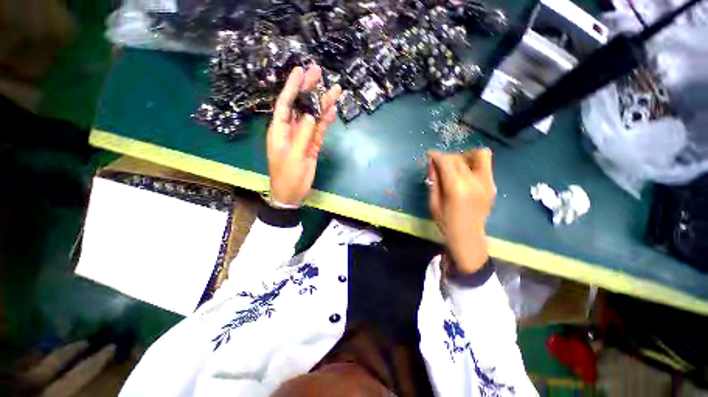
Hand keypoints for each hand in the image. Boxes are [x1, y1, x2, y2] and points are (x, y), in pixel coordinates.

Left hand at [267, 65, 341, 205]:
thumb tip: (311, 114)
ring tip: (334, 89)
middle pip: (300, 106)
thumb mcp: (294, 156)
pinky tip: (332, 111)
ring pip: (313, 117)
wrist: (292, 193)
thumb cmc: (288, 176)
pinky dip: (326, 122)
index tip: (299, 70)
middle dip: (308, 89)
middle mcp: (291, 130)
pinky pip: (320, 131)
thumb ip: (303, 135)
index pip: (285, 103)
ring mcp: (303, 137)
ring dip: (322, 104)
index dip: (292, 87)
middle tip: (318, 71)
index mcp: (280, 130)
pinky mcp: (313, 145)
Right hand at [427, 149, 495, 273]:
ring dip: (465, 157)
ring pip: (480, 155)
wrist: (468, 238)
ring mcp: (487, 183)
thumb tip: (433, 164)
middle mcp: (474, 181)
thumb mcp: (433, 203)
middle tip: (439, 165)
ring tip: (456, 166)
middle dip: (447, 157)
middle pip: (460, 158)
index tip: (429, 154)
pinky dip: (474, 165)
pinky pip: (485, 166)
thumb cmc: (445, 223)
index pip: (446, 162)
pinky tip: (465, 176)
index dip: (436, 155)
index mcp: (457, 187)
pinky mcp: (492, 186)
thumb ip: (434, 181)